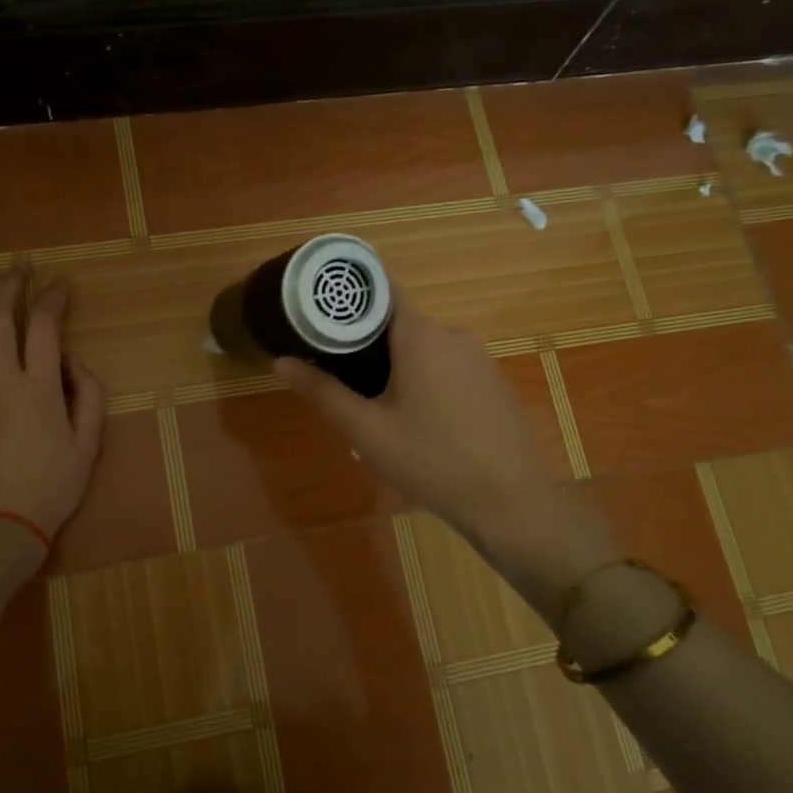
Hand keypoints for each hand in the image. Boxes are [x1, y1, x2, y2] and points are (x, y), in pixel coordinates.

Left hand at [0, 268, 105, 545]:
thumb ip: (88, 394)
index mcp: (39, 387)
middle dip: (10, 285)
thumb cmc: (52, 487)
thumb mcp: (89, 444)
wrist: (0, 526)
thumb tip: (71, 359)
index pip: (44, 326)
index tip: (61, 284)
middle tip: (20, 268)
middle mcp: (0, 380)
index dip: (53, 298)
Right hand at [276, 296, 619, 595]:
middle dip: (367, 343)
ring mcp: (479, 358)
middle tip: (337, 373)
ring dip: (396, 365)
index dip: (350, 296)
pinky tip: (418, 420)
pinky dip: (425, 379)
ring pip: (424, 348)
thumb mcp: (367, 431)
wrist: (511, 502)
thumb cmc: (432, 461)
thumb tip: (281, 361)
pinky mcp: (493, 382)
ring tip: (372, 403)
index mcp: (421, 336)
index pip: (381, 290)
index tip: (321, 311)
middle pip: (399, 322)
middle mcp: (453, 335)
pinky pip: (448, 367)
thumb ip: (324, 392)